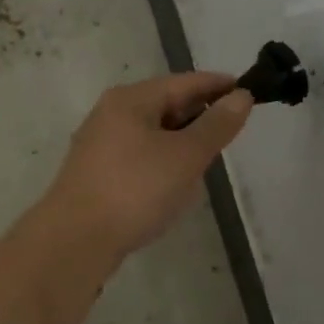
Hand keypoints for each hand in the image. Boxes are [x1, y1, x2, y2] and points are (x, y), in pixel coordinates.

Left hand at [43, 71, 253, 257]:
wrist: (74, 241)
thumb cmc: (135, 189)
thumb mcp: (186, 156)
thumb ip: (216, 125)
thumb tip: (241, 96)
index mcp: (132, 99)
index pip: (185, 82)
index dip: (218, 86)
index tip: (250, 91)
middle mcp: (112, 114)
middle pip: (167, 106)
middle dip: (200, 117)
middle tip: (231, 132)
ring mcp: (101, 145)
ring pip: (154, 134)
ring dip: (182, 145)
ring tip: (206, 163)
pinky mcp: (97, 174)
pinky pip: (141, 159)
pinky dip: (163, 165)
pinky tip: (174, 188)